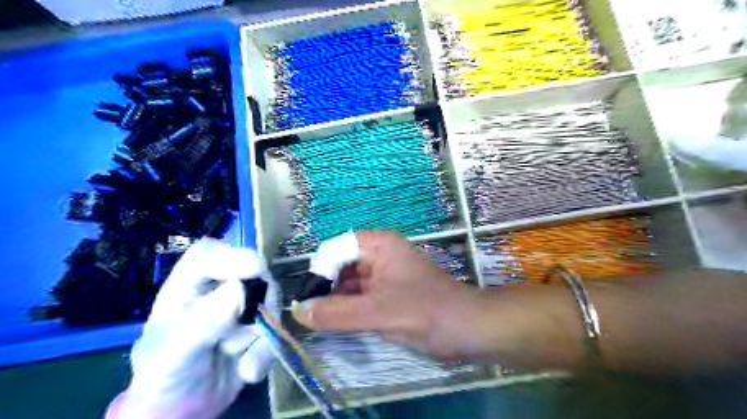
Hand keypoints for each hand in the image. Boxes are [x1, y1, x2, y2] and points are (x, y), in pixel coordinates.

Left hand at [107, 238, 276, 418]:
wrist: (184, 409)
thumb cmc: (166, 376)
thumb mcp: (173, 353)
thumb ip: (202, 322)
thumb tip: (238, 289)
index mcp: (188, 285)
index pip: (209, 254)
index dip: (233, 255)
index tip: (257, 270)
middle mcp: (219, 288)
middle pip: (253, 273)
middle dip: (258, 303)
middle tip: (251, 331)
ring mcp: (243, 305)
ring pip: (270, 302)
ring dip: (262, 336)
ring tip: (242, 363)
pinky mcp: (260, 324)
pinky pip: (277, 328)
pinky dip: (267, 353)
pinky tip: (248, 371)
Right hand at [288, 230, 486, 357]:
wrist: (469, 329)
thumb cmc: (426, 312)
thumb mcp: (378, 312)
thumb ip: (337, 313)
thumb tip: (297, 312)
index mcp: (378, 244)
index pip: (334, 248)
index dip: (319, 271)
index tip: (308, 300)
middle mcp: (379, 253)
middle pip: (340, 265)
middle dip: (325, 288)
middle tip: (309, 316)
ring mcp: (384, 273)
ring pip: (348, 283)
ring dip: (335, 301)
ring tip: (319, 324)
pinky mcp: (388, 292)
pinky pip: (360, 296)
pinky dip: (348, 309)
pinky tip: (337, 325)